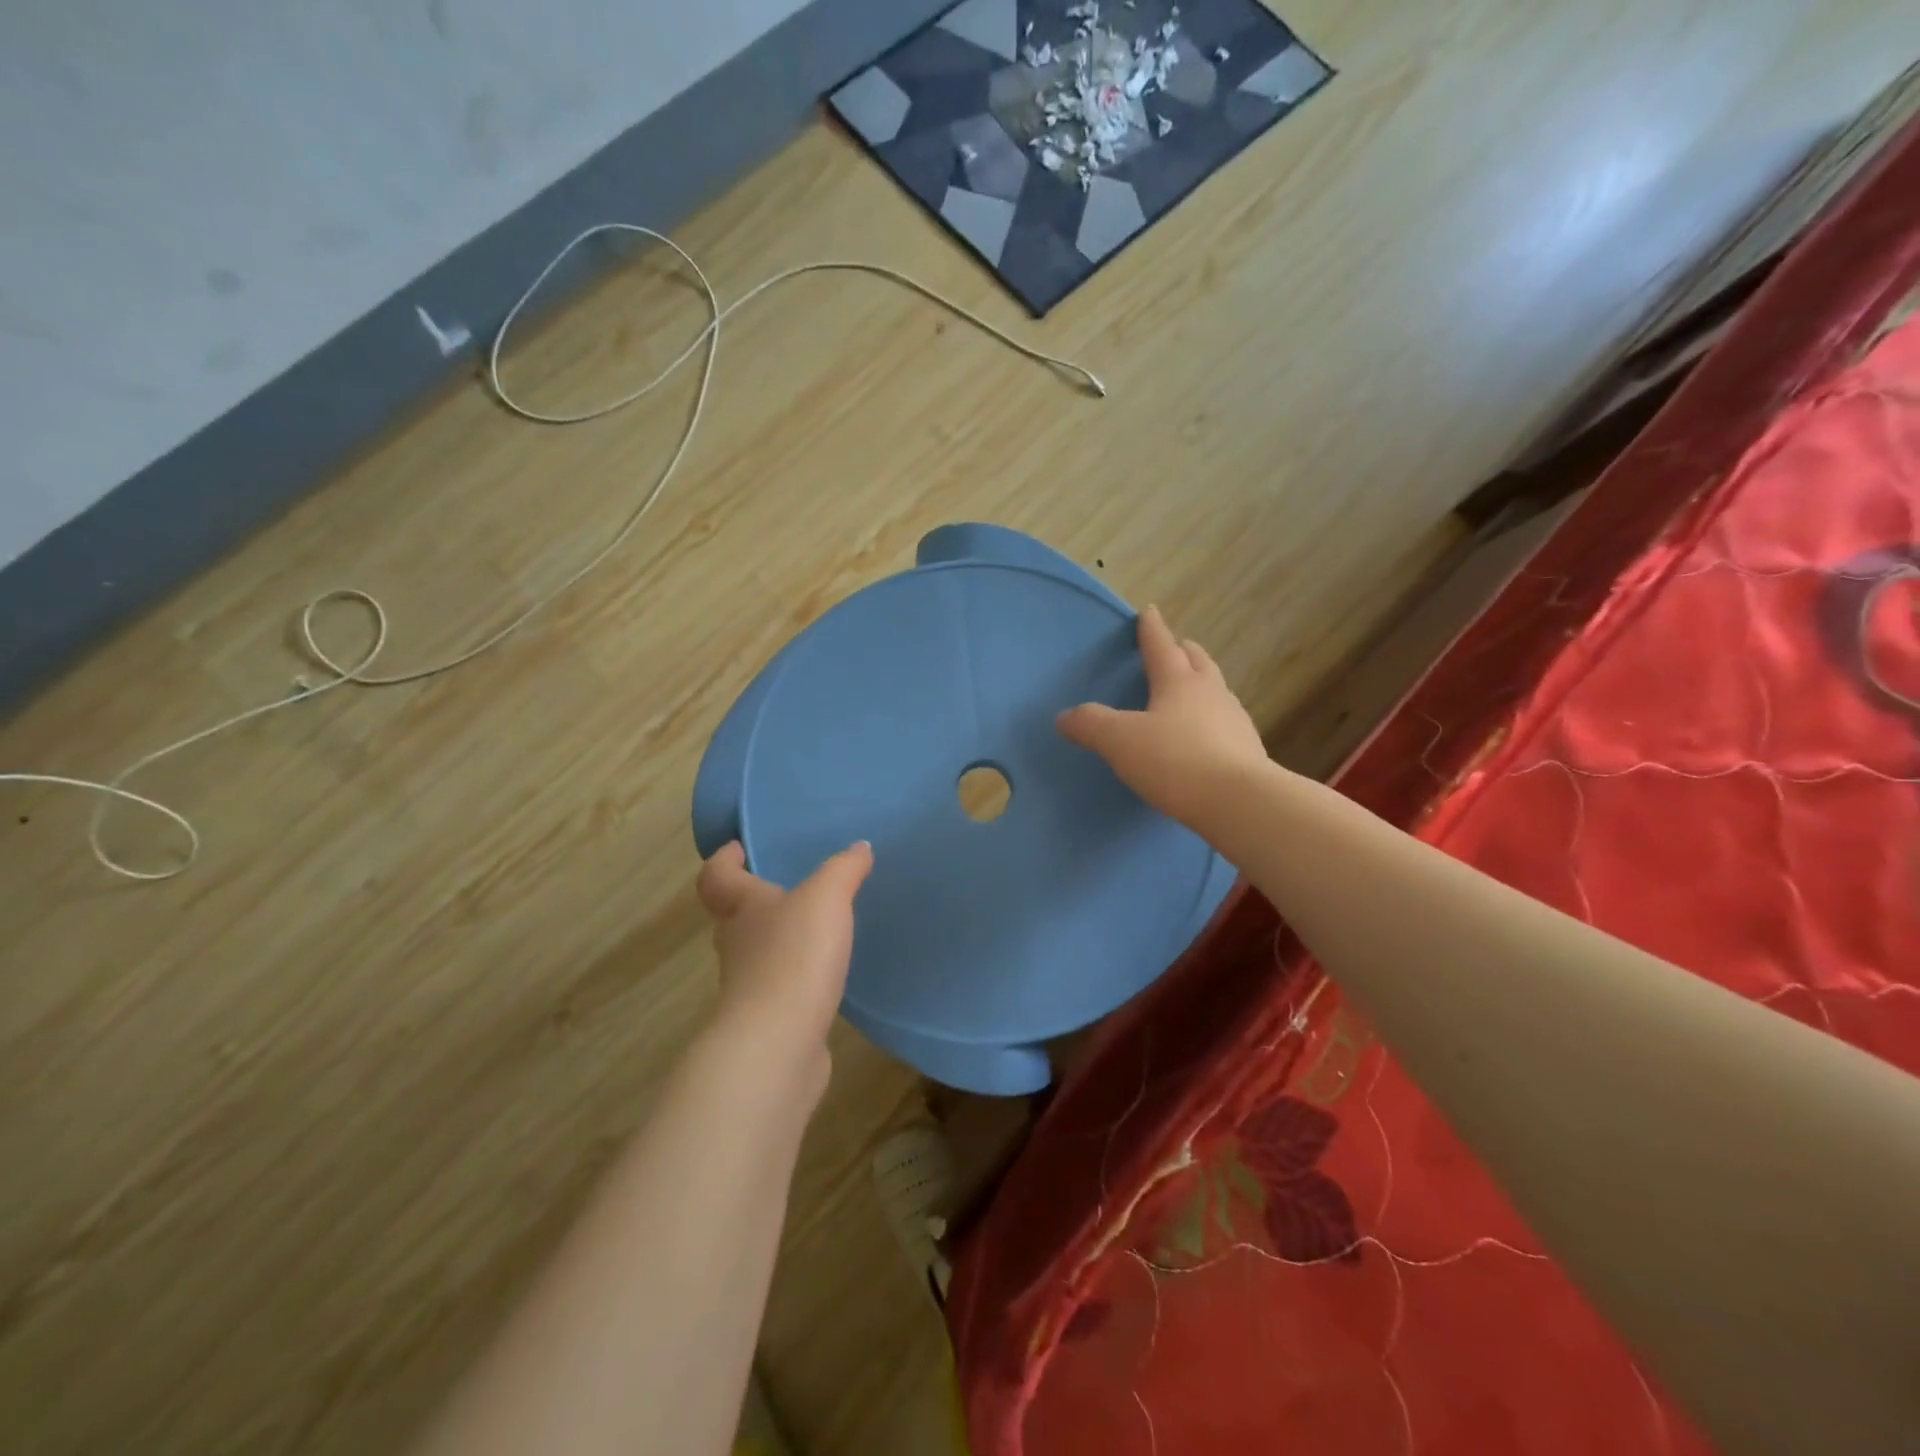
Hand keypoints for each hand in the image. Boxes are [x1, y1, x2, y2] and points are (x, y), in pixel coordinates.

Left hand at [696, 840, 872, 1064]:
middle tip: (788, 888)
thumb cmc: (794, 957)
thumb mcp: (826, 898)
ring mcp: (748, 987)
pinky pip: (780, 988)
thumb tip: (860, 847)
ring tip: (815, 931)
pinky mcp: (768, 1020)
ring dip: (779, 942)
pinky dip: (797, 978)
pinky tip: (824, 977)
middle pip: (735, 917)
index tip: (738, 848)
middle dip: (756, 901)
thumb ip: (844, 869)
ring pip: (757, 954)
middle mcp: (737, 945)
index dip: (724, 861)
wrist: (778, 1044)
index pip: (717, 878)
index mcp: (743, 909)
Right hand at [1057, 605, 1267, 828]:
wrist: (1240, 802)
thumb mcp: (1120, 741)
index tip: (1149, 611)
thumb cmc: (1175, 760)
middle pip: (1197, 661)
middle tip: (1174, 647)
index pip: (1161, 645)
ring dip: (1201, 684)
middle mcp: (1210, 692)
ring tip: (1188, 691)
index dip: (1151, 629)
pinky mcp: (1247, 750)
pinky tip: (1203, 736)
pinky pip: (1225, 723)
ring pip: (1215, 690)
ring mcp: (1234, 720)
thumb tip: (1064, 716)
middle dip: (1183, 651)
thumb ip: (1091, 725)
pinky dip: (1210, 719)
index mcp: (1178, 681)